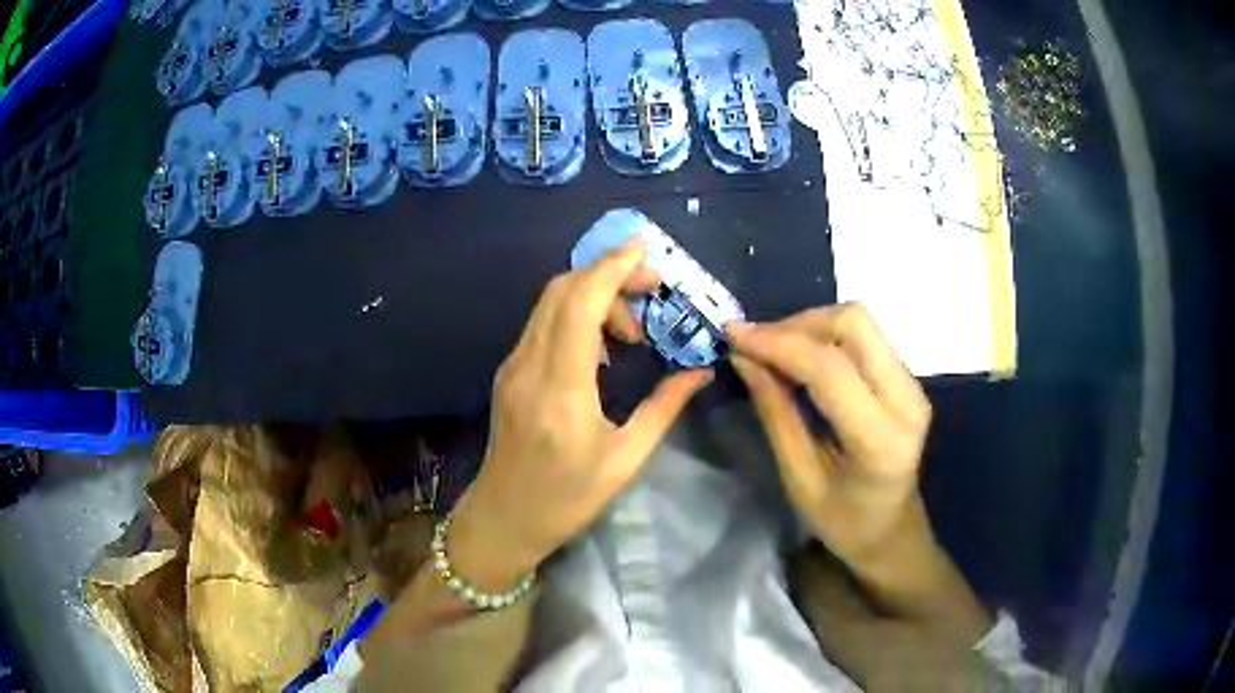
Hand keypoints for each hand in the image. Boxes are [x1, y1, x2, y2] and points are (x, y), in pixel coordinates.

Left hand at [452, 240, 712, 586]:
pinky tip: (601, 347)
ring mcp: (513, 366)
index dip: (612, 268)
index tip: (646, 252)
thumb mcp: (625, 459)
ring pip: (550, 302)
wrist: (504, 517)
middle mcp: (530, 366)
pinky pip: (542, 323)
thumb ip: (664, 408)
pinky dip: (576, 314)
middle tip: (651, 290)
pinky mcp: (509, 371)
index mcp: (562, 390)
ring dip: (593, 295)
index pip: (581, 305)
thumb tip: (700, 372)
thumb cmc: (567, 499)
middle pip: (562, 290)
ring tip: (630, 332)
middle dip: (609, 274)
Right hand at [727, 304, 932, 566]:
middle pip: (854, 323)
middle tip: (757, 345)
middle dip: (798, 323)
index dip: (778, 343)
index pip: (829, 368)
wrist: (891, 530)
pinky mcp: (908, 378)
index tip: (733, 335)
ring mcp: (913, 384)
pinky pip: (863, 337)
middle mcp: (906, 400)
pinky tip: (799, 358)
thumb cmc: (842, 521)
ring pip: (859, 323)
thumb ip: (776, 412)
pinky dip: (824, 337)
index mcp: (880, 439)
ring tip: (773, 350)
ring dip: (810, 326)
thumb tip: (743, 357)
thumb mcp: (799, 478)